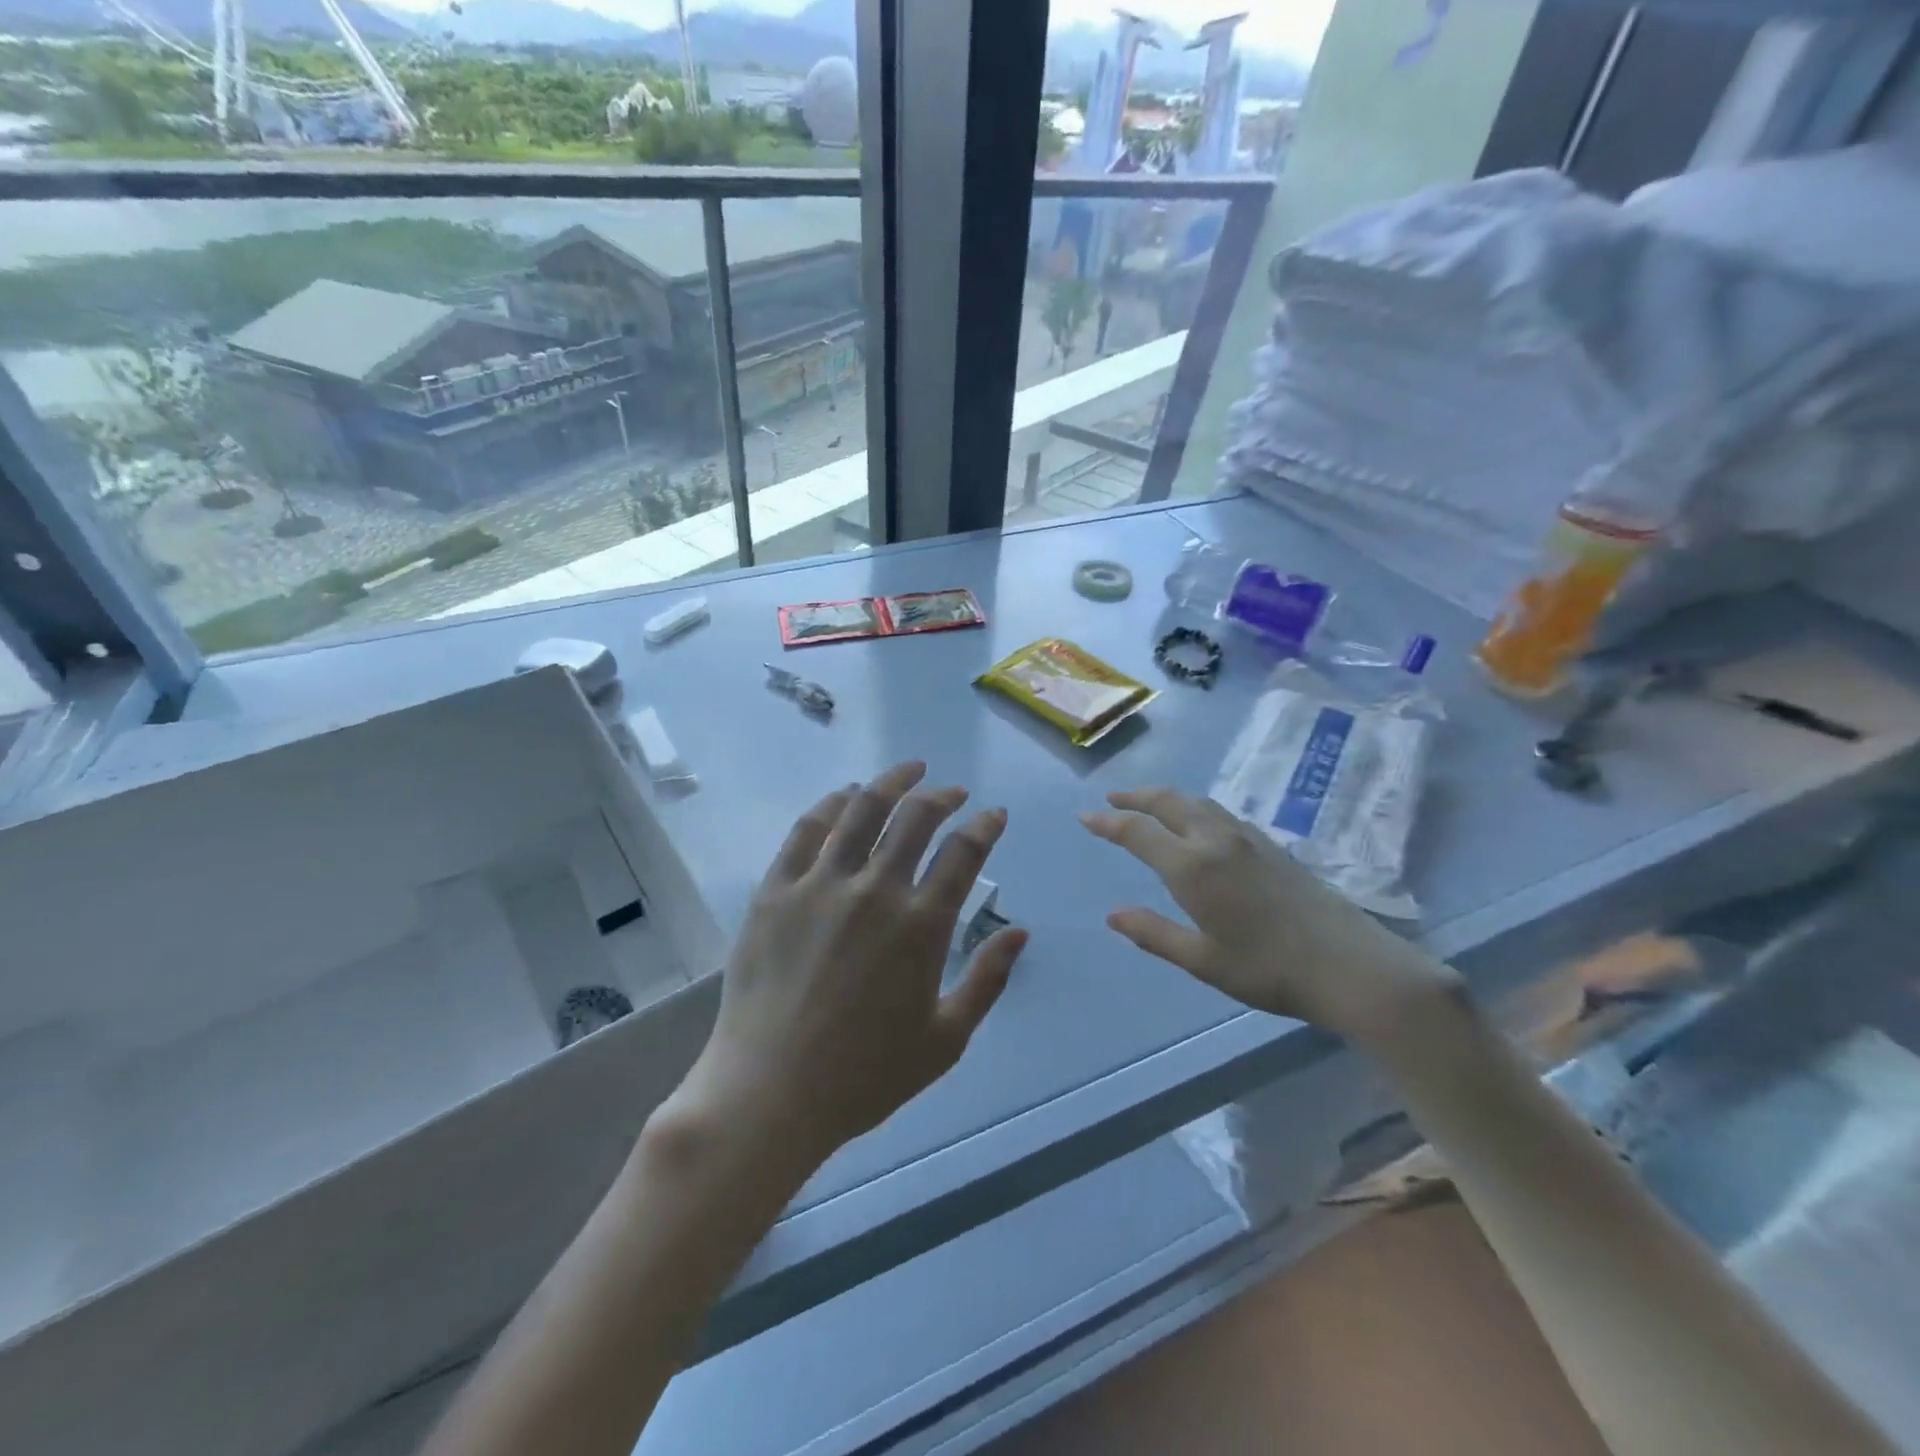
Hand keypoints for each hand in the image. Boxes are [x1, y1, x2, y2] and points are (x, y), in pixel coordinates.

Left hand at [675, 762, 1026, 1166]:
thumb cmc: (865, 1075)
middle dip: (942, 796)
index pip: (964, 851)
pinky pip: (806, 829)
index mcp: (922, 925)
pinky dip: (832, 804)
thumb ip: (987, 980)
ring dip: (891, 782)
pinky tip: (846, 797)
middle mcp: (874, 890)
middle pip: (915, 817)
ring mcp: (820, 884)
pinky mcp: (775, 889)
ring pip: (861, 809)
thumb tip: (1020, 933)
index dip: (984, 824)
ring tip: (908, 771)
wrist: (771, 1092)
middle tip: (952, 792)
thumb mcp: (945, 1040)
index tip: (993, 814)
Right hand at [1081, 788, 1452, 1042]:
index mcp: (1192, 867)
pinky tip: (1197, 822)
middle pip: (1167, 802)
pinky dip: (1194, 806)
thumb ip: (1154, 933)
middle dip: (1135, 796)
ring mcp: (1247, 838)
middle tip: (1112, 798)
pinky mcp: (1270, 844)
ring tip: (1148, 803)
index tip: (1085, 816)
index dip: (1108, 822)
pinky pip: (1219, 811)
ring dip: (1166, 797)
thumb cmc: (1268, 969)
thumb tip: (1112, 914)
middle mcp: (1216, 840)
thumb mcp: (1203, 961)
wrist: (1349, 965)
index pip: (1138, 831)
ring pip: (1197, 801)